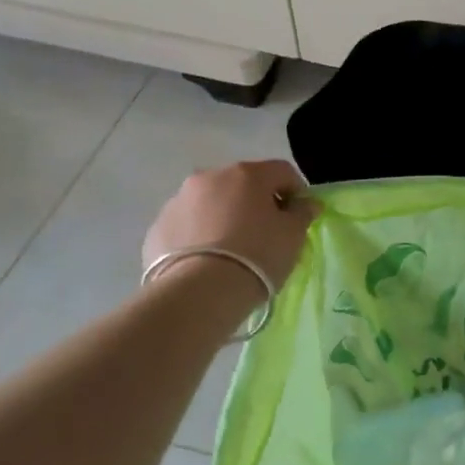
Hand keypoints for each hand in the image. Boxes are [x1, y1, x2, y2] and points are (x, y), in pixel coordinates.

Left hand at [142, 160, 317, 288]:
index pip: (282, 171)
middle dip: (256, 203)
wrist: (199, 293)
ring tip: (231, 251)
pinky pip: (188, 225)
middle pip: (243, 183)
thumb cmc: (257, 256)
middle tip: (265, 234)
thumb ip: (302, 213)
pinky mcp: (158, 228)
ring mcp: (179, 200)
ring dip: (224, 216)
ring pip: (212, 203)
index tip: (298, 217)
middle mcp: (210, 177)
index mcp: (247, 173)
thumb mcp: (293, 235)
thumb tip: (306, 203)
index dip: (296, 192)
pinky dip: (199, 235)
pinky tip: (206, 261)